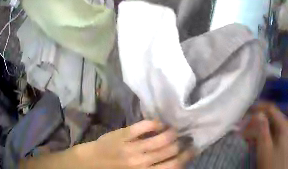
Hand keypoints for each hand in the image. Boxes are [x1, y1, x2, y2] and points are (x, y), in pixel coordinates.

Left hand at [78, 120, 193, 168]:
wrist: (94, 162)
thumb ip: (156, 168)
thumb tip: (175, 160)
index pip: (174, 165)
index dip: (187, 156)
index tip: (193, 148)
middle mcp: (142, 162)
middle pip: (170, 151)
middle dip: (182, 143)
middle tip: (186, 137)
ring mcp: (132, 147)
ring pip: (160, 139)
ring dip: (171, 132)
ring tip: (175, 129)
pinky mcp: (123, 134)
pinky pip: (142, 126)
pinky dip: (154, 123)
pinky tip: (160, 123)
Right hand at [242, 102, 287, 168]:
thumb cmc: (273, 162)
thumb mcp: (265, 147)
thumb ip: (262, 129)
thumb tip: (258, 112)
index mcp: (284, 125)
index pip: (270, 108)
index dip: (257, 108)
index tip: (243, 113)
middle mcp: (285, 126)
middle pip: (269, 116)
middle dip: (254, 120)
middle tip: (240, 127)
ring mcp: (283, 134)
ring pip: (268, 125)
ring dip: (255, 128)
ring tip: (243, 135)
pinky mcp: (280, 141)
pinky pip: (269, 133)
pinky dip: (259, 134)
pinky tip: (250, 141)